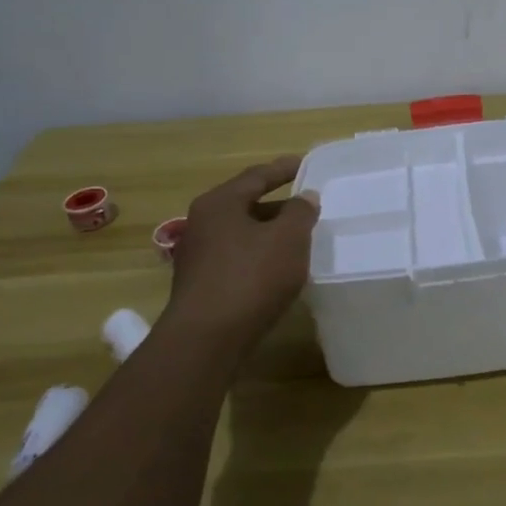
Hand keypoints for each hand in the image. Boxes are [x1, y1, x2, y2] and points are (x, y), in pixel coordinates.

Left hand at [165, 157, 319, 348]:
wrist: (205, 341)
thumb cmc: (250, 278)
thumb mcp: (288, 239)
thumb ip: (301, 212)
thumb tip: (305, 196)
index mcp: (220, 202)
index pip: (257, 176)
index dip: (283, 169)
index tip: (305, 164)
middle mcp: (203, 223)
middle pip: (246, 204)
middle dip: (278, 205)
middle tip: (307, 207)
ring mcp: (198, 255)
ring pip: (242, 234)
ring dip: (269, 233)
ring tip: (298, 239)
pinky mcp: (201, 284)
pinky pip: (236, 258)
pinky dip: (259, 256)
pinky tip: (278, 270)